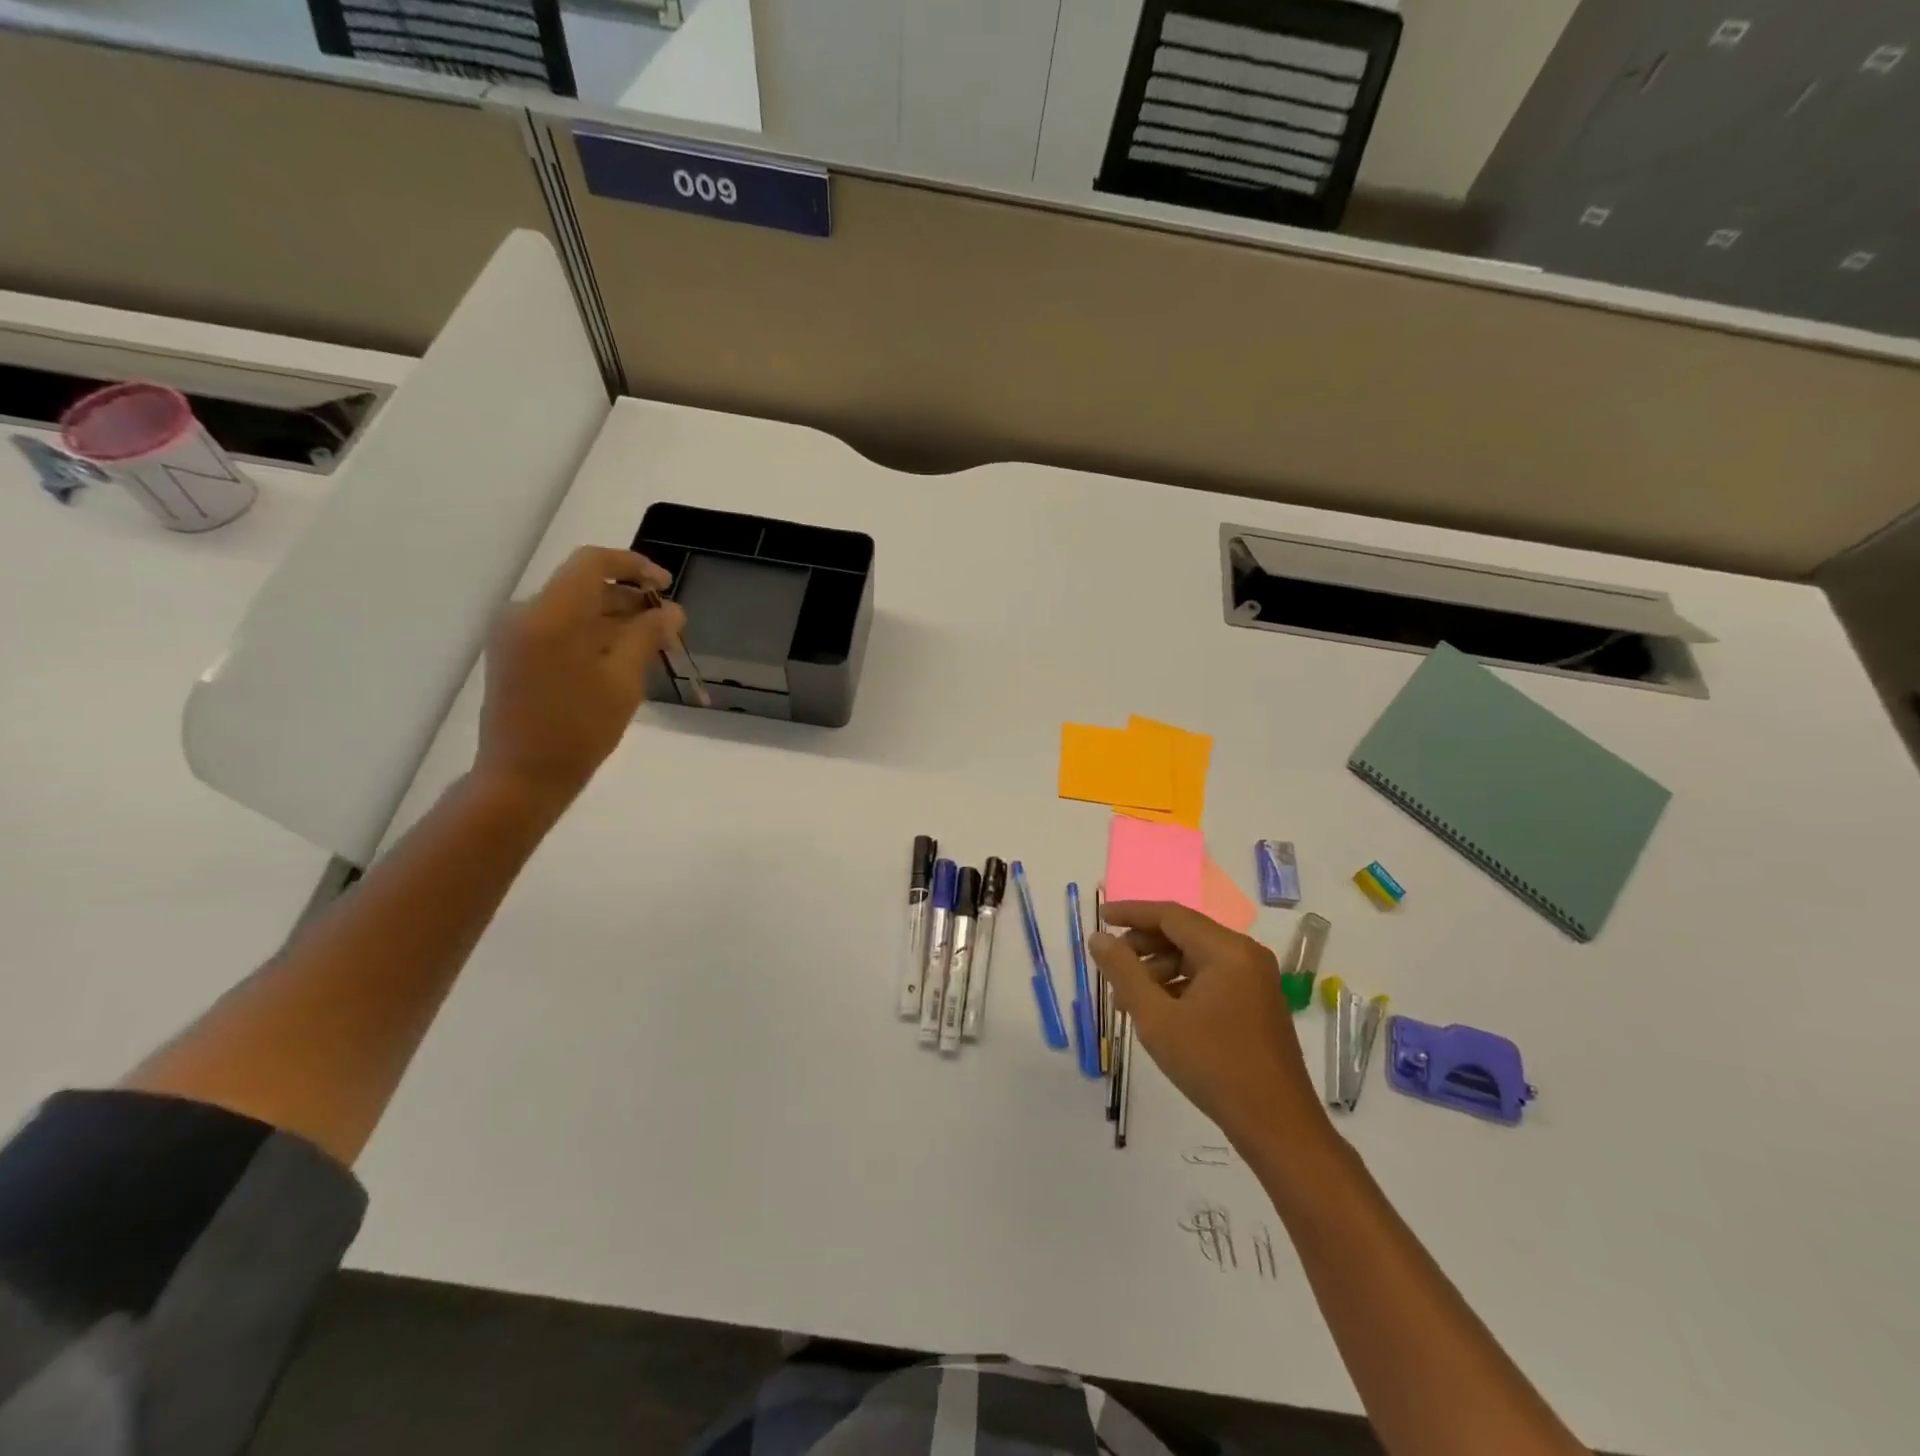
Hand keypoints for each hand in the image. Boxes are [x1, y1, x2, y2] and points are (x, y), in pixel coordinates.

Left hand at [474, 546, 686, 811]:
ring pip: (573, 609)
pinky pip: (559, 629)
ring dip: (614, 618)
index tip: (667, 586)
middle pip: (583, 586)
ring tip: (653, 644)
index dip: (634, 566)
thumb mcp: (623, 681)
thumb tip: (671, 611)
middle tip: (670, 625)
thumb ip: (647, 636)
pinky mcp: (514, 655)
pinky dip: (593, 634)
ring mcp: (515, 635)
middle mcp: (525, 613)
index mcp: (550, 614)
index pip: (593, 563)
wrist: (522, 777)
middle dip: (630, 599)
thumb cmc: (578, 729)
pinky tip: (622, 658)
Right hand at [1090, 903, 1328, 1154]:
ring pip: (1195, 958)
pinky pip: (1210, 979)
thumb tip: (1099, 938)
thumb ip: (1123, 972)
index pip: (1171, 915)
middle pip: (1184, 934)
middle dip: (1143, 946)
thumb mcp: (1156, 1018)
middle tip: (1110, 966)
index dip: (1132, 913)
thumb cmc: (1213, 1066)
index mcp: (1227, 950)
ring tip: (1128, 998)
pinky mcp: (1256, 1004)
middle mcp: (1245, 955)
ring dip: (1159, 970)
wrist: (1277, 1127)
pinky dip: (1180, 986)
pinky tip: (1158, 1012)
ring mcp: (1255, 981)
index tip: (1100, 917)